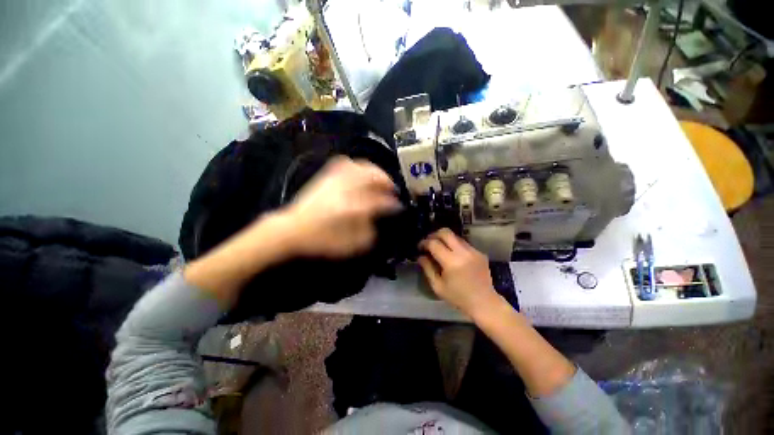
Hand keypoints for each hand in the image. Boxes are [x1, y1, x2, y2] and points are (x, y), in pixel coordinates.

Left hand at [283, 156, 400, 257]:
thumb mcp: (350, 245)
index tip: (398, 206)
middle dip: (386, 180)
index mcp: (354, 208)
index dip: (392, 203)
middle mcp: (347, 190)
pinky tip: (359, 172)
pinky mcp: (326, 178)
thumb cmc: (322, 241)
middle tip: (391, 188)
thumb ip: (368, 233)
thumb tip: (377, 222)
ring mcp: (336, 181)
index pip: (380, 201)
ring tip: (379, 179)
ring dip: (374, 171)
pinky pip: (343, 164)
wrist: (292, 231)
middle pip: (372, 176)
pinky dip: (356, 166)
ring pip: (360, 166)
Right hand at [418, 228, 502, 316]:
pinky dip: (455, 245)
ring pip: (455, 236)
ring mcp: (473, 251)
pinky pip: (463, 243)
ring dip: (445, 239)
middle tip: (429, 243)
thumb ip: (427, 268)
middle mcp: (463, 252)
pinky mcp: (479, 252)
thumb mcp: (438, 286)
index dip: (424, 243)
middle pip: (445, 232)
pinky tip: (453, 255)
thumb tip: (420, 256)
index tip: (420, 247)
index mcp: (451, 262)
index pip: (434, 243)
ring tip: (440, 249)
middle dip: (434, 235)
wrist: (484, 303)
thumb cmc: (458, 297)